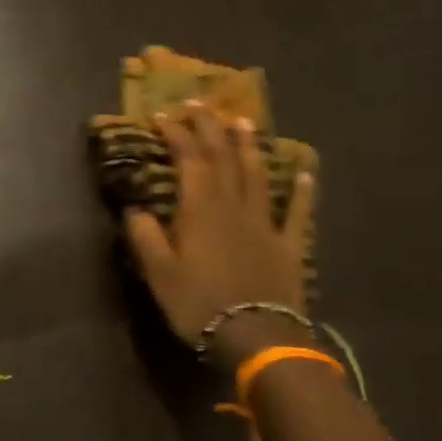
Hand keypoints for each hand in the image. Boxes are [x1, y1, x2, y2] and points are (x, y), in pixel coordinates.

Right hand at [123, 102, 314, 357]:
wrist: (257, 336)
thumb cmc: (199, 303)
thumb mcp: (158, 272)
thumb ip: (145, 236)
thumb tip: (136, 208)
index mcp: (201, 210)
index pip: (190, 160)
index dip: (177, 134)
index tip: (164, 114)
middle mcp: (234, 207)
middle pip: (224, 159)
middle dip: (210, 129)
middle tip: (201, 104)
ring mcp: (265, 224)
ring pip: (258, 176)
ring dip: (249, 147)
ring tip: (244, 122)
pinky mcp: (288, 246)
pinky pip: (296, 213)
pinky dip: (302, 191)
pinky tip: (306, 174)